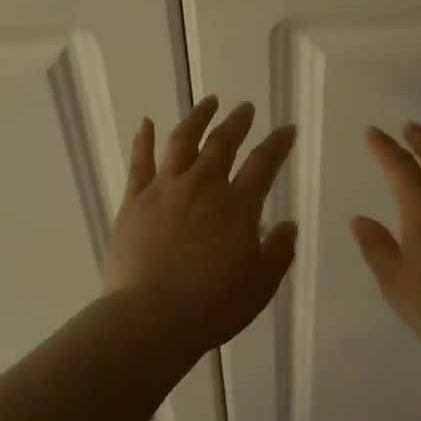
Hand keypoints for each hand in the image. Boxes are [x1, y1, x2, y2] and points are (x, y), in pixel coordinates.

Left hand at [103, 97, 297, 353]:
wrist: (150, 318)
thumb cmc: (213, 306)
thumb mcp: (261, 285)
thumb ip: (278, 252)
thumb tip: (287, 226)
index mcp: (238, 206)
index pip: (264, 163)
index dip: (278, 144)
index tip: (287, 129)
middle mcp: (202, 186)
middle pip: (222, 143)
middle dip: (237, 122)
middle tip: (245, 107)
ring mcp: (164, 190)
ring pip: (183, 141)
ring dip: (198, 118)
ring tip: (208, 102)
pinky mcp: (133, 202)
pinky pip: (139, 163)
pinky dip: (144, 140)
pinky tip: (146, 123)